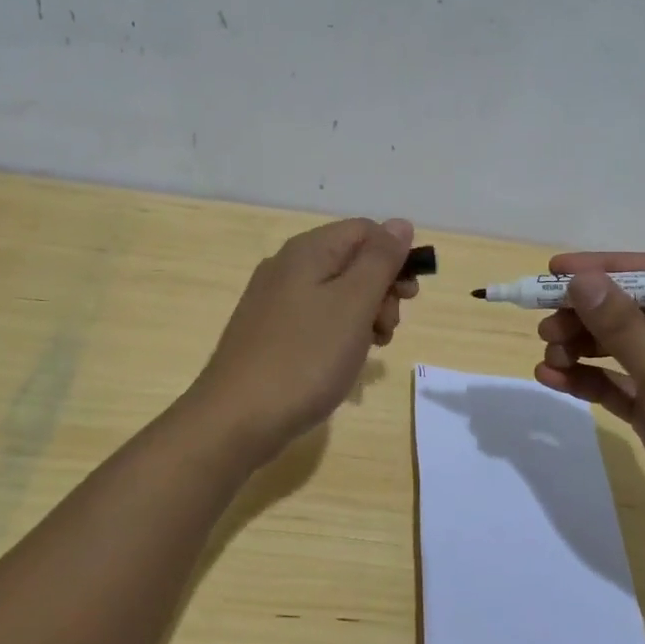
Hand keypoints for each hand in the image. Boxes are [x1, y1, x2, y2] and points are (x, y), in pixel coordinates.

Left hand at [190, 217, 418, 457]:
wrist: (236, 419)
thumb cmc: (305, 357)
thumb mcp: (353, 304)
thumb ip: (380, 260)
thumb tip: (400, 223)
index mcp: (308, 251)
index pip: (366, 230)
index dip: (395, 257)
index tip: (408, 298)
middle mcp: (287, 266)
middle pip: (352, 261)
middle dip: (381, 291)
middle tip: (387, 329)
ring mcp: (274, 301)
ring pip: (337, 294)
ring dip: (364, 316)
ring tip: (367, 351)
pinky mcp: (269, 333)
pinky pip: (317, 319)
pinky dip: (339, 334)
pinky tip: (342, 362)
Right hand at [532, 253, 644, 566]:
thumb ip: (624, 328)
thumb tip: (581, 280)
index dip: (604, 269)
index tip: (554, 270)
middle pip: (629, 311)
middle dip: (585, 316)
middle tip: (543, 325)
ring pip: (617, 347)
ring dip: (580, 348)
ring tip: (548, 357)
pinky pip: (615, 384)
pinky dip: (585, 380)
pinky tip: (552, 379)